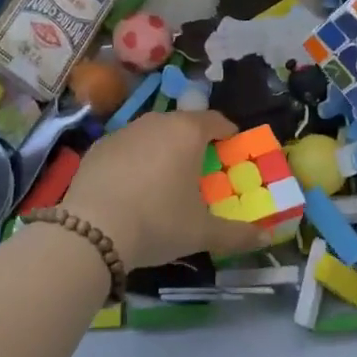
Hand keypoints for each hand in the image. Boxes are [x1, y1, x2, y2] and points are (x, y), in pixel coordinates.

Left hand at [61, 111, 258, 269]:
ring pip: (152, 133)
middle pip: (183, 124)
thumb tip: (265, 236)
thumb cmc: (158, 223)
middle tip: (200, 170)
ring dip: (162, 149)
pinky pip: (126, 147)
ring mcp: (124, 131)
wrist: (91, 230)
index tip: (232, 150)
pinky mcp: (98, 146)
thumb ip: (237, 233)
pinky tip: (131, 187)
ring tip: (164, 179)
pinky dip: (134, 160)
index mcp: (188, 133)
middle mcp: (157, 122)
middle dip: (194, 142)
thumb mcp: (202, 233)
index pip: (216, 120)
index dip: (228, 133)